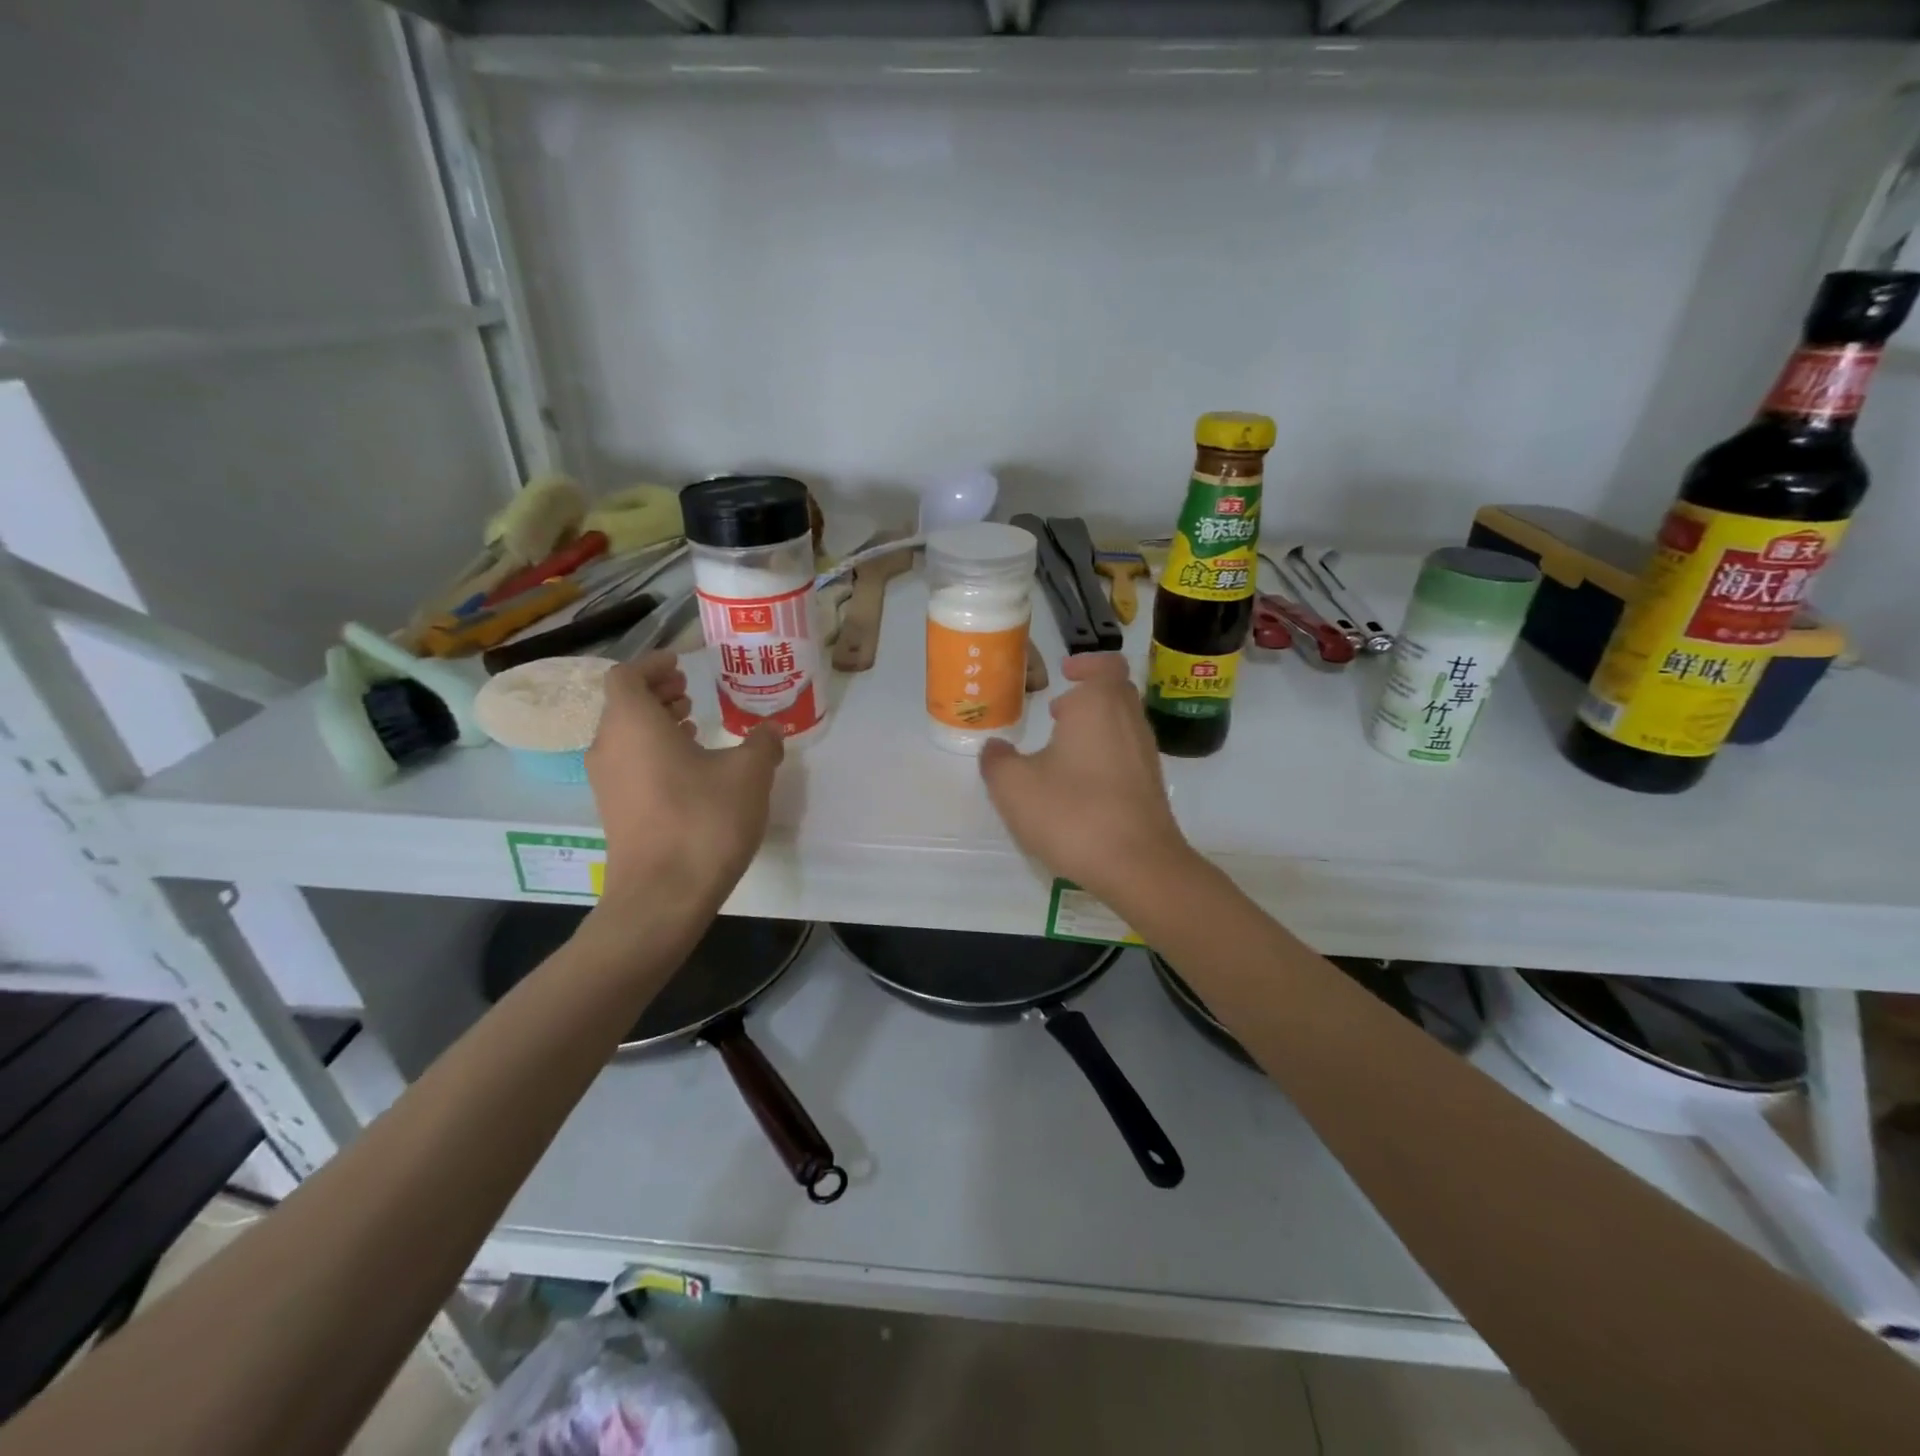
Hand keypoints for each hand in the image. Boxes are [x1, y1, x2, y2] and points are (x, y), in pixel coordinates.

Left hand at [585, 652, 783, 909]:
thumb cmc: (704, 821)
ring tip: (692, 724)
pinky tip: (689, 768)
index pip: (627, 675)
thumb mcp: (749, 774)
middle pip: (624, 704)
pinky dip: (652, 751)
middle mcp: (608, 747)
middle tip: (690, 690)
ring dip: (655, 722)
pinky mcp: (614, 811)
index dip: (653, 664)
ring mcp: (607, 782)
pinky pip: (628, 763)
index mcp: (633, 724)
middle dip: (656, 692)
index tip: (681, 664)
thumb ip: (762, 742)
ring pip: (625, 735)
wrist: (663, 896)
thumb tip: (772, 727)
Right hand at [978, 653, 1194, 903]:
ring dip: (1095, 727)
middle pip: (1116, 693)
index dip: (1085, 663)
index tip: (1064, 673)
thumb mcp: (1014, 787)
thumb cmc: (1072, 812)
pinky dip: (1105, 755)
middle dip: (1087, 696)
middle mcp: (1129, 720)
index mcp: (1099, 704)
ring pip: (1123, 724)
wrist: (1138, 865)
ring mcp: (1146, 754)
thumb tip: (994, 748)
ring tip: (1062, 750)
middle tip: (1057, 712)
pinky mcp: (1152, 786)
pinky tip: (1080, 785)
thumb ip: (997, 761)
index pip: (1105, 664)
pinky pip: (1127, 754)